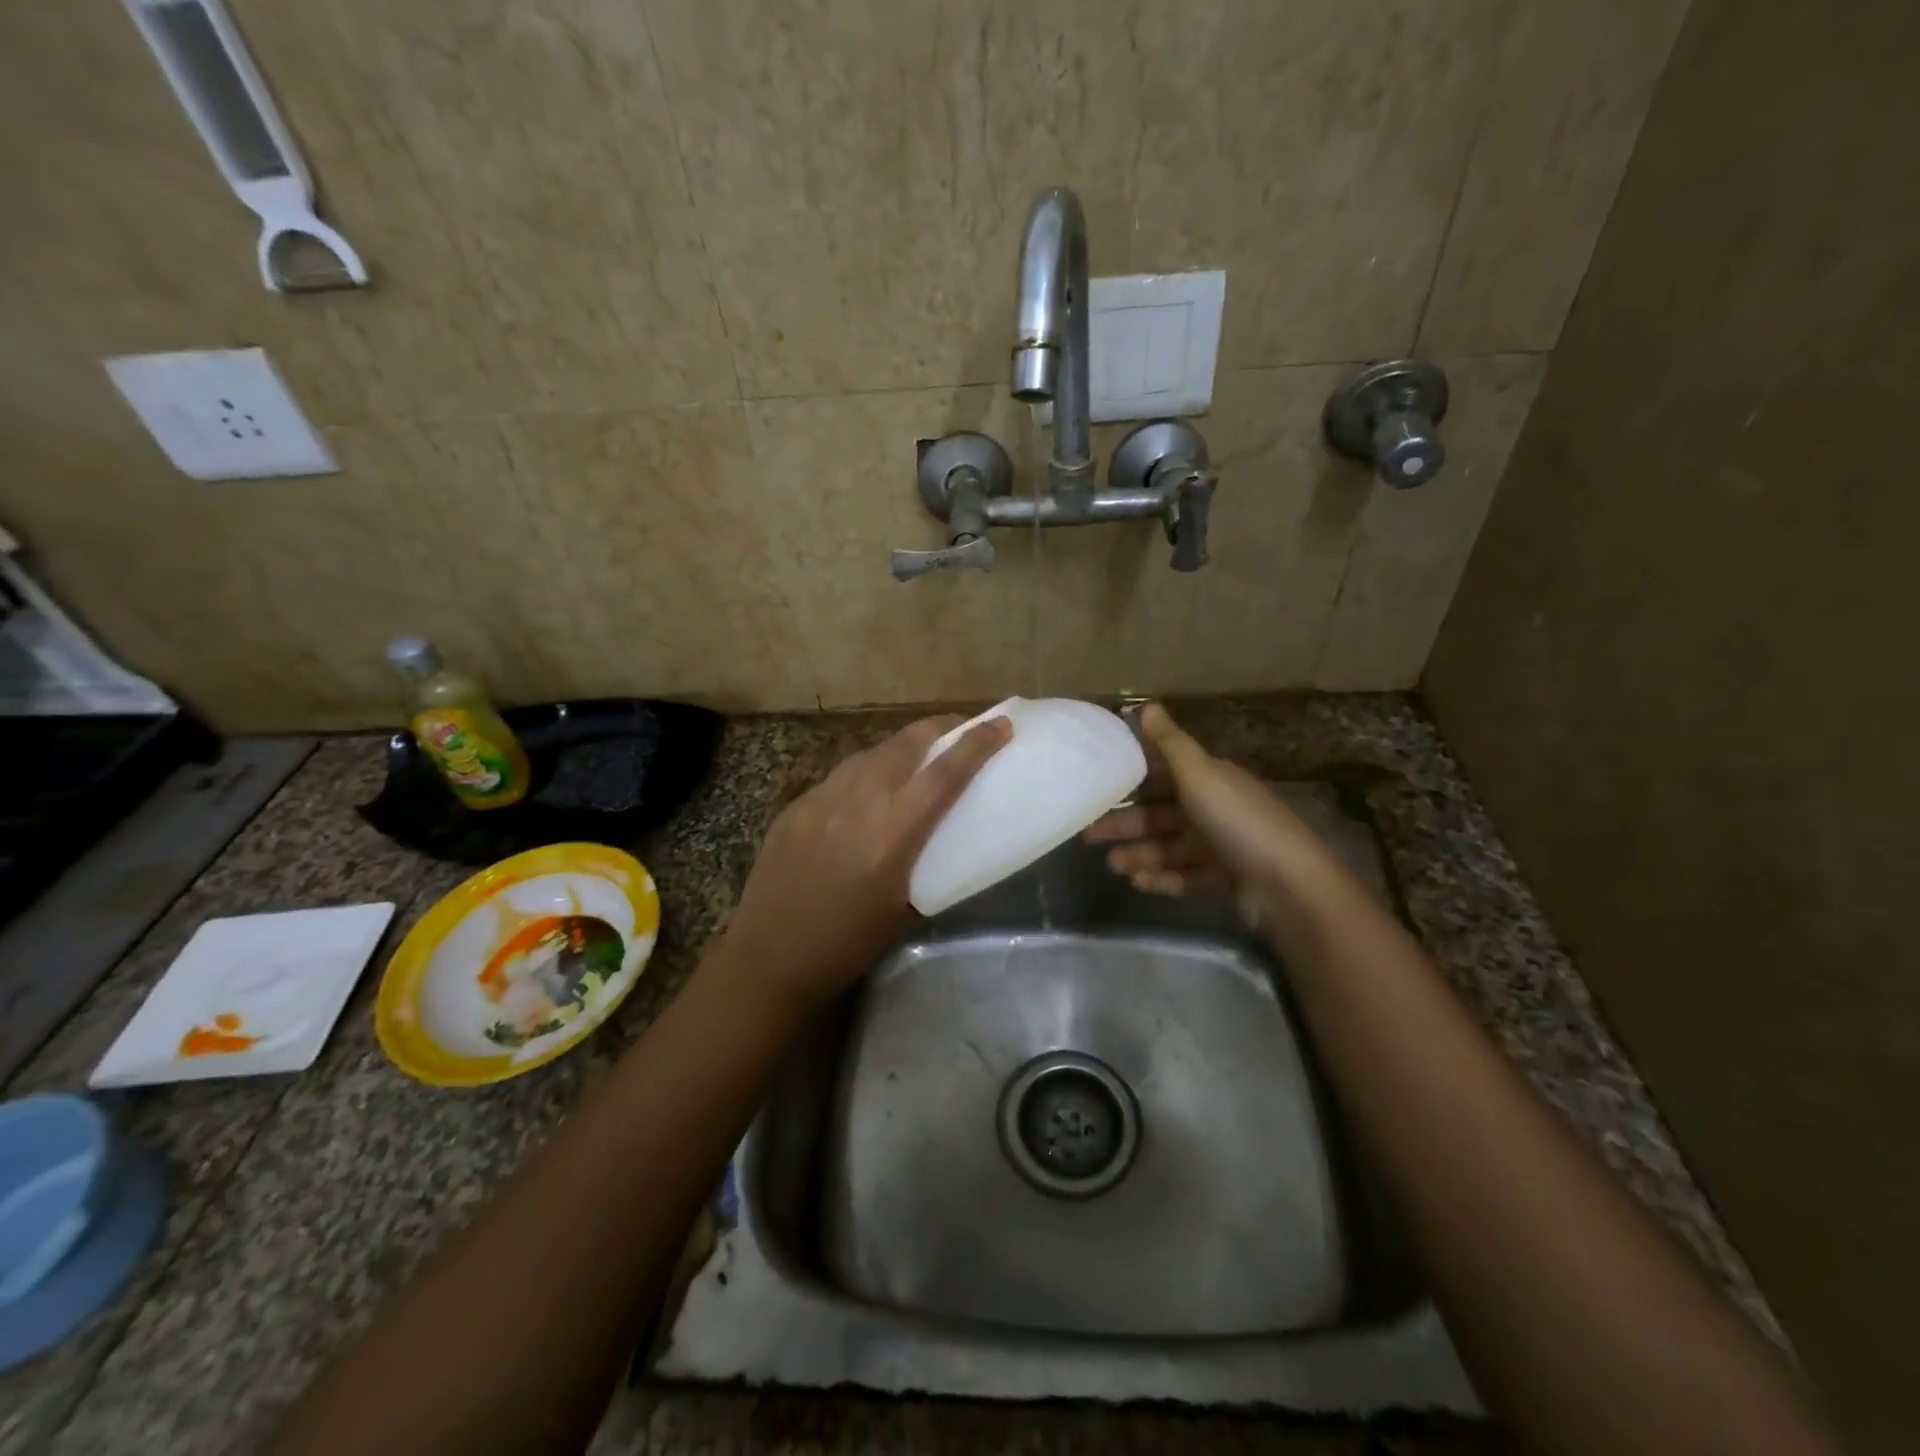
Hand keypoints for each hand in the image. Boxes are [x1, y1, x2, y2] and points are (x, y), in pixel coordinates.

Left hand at [720, 714, 1011, 1005]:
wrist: (769, 958)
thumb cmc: (848, 945)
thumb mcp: (905, 909)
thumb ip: (927, 864)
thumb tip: (942, 840)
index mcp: (894, 832)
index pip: (945, 773)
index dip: (976, 744)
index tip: (1000, 724)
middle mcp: (858, 801)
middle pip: (906, 744)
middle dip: (938, 729)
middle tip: (957, 733)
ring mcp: (821, 798)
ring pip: (870, 754)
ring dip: (899, 750)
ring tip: (913, 761)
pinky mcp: (795, 806)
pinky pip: (838, 777)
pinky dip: (863, 775)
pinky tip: (863, 796)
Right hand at [1084, 703, 1337, 928]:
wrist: (1288, 885)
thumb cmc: (1237, 822)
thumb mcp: (1200, 775)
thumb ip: (1169, 743)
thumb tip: (1146, 705)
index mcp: (1209, 780)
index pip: (1162, 775)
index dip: (1130, 781)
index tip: (1095, 789)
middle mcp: (1214, 810)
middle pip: (1159, 814)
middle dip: (1125, 824)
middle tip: (1088, 836)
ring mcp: (1220, 847)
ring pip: (1168, 848)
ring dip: (1139, 854)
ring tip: (1113, 866)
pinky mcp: (1223, 881)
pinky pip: (1184, 876)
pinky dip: (1161, 879)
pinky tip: (1137, 883)